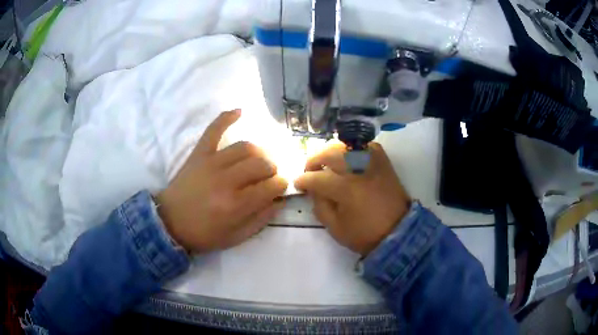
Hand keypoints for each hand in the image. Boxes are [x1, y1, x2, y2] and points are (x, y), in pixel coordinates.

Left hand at [156, 109, 287, 252]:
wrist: (170, 223)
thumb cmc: (203, 234)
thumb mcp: (235, 237)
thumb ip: (260, 220)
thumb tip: (279, 201)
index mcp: (236, 205)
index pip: (271, 186)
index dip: (281, 185)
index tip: (280, 188)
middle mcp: (226, 180)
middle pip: (261, 164)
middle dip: (272, 169)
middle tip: (270, 176)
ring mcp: (211, 163)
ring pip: (245, 147)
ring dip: (259, 152)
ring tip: (258, 160)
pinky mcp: (199, 154)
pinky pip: (213, 130)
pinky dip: (226, 118)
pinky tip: (240, 111)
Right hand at [295, 142, 409, 255]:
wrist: (398, 232)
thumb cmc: (364, 234)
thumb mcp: (335, 228)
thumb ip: (320, 206)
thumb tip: (313, 190)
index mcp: (345, 189)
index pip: (316, 178)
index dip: (303, 181)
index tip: (298, 184)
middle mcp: (358, 170)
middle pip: (329, 153)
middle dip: (314, 161)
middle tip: (310, 171)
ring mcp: (372, 163)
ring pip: (346, 146)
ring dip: (331, 152)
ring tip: (328, 163)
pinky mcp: (383, 162)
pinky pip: (366, 146)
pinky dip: (354, 149)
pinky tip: (349, 158)